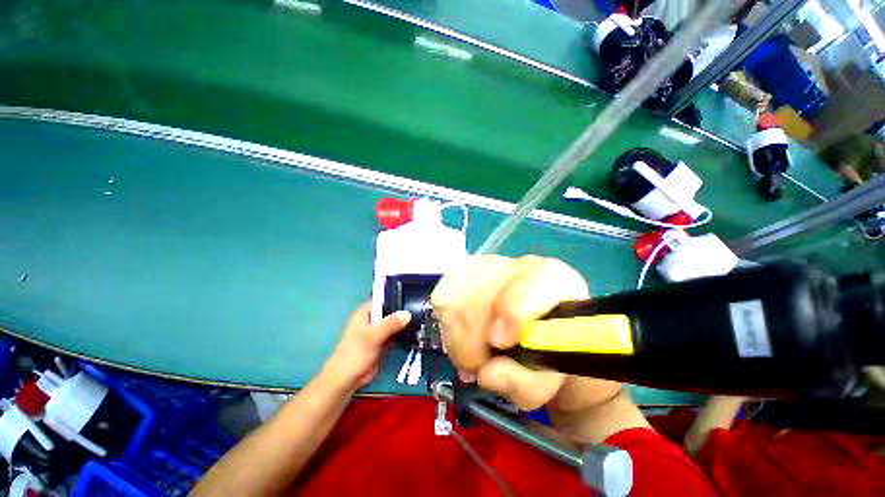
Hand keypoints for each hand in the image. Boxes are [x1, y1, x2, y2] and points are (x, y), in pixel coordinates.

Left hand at [320, 302, 410, 391]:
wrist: (347, 379)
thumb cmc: (355, 353)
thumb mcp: (373, 336)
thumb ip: (390, 324)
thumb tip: (407, 313)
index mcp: (365, 313)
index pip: (381, 298)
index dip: (394, 295)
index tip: (410, 294)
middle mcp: (372, 319)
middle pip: (389, 310)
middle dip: (402, 309)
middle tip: (419, 307)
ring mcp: (377, 331)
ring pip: (393, 322)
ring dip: (404, 322)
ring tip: (421, 317)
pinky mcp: (382, 342)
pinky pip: (395, 334)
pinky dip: (403, 332)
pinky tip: (416, 330)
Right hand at [431, 255, 621, 410]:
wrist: (540, 334)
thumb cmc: (548, 355)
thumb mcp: (547, 380)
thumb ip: (525, 383)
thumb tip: (487, 374)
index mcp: (556, 282)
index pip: (528, 287)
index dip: (511, 316)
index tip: (498, 346)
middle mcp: (521, 265)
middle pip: (478, 297)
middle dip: (469, 343)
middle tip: (477, 367)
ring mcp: (490, 264)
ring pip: (453, 298)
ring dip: (455, 336)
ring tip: (469, 353)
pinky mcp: (466, 269)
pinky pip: (441, 293)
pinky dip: (445, 321)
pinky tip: (460, 332)